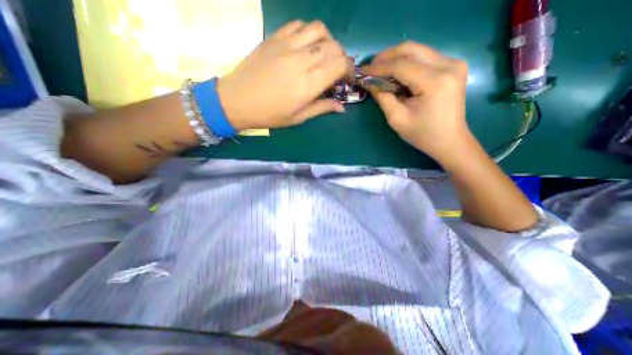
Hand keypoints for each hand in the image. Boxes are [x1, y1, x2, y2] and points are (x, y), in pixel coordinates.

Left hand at [216, 19, 344, 130]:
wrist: (237, 100)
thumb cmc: (270, 114)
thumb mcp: (298, 117)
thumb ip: (322, 108)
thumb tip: (341, 107)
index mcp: (308, 84)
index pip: (340, 65)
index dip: (349, 70)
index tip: (347, 80)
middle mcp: (301, 60)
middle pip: (334, 46)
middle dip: (342, 58)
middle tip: (336, 71)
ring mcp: (287, 45)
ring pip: (319, 29)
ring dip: (328, 41)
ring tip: (323, 55)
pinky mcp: (275, 37)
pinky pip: (299, 24)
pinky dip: (309, 32)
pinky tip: (306, 46)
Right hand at [357, 41, 470, 164]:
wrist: (449, 140)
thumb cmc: (422, 134)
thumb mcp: (397, 119)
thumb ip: (383, 97)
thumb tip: (369, 82)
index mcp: (434, 81)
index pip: (400, 66)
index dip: (378, 67)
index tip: (362, 72)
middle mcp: (448, 65)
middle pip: (411, 50)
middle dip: (386, 57)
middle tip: (370, 68)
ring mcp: (453, 63)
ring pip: (417, 51)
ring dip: (396, 59)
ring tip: (380, 71)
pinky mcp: (453, 66)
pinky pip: (424, 57)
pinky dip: (407, 63)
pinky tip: (396, 74)